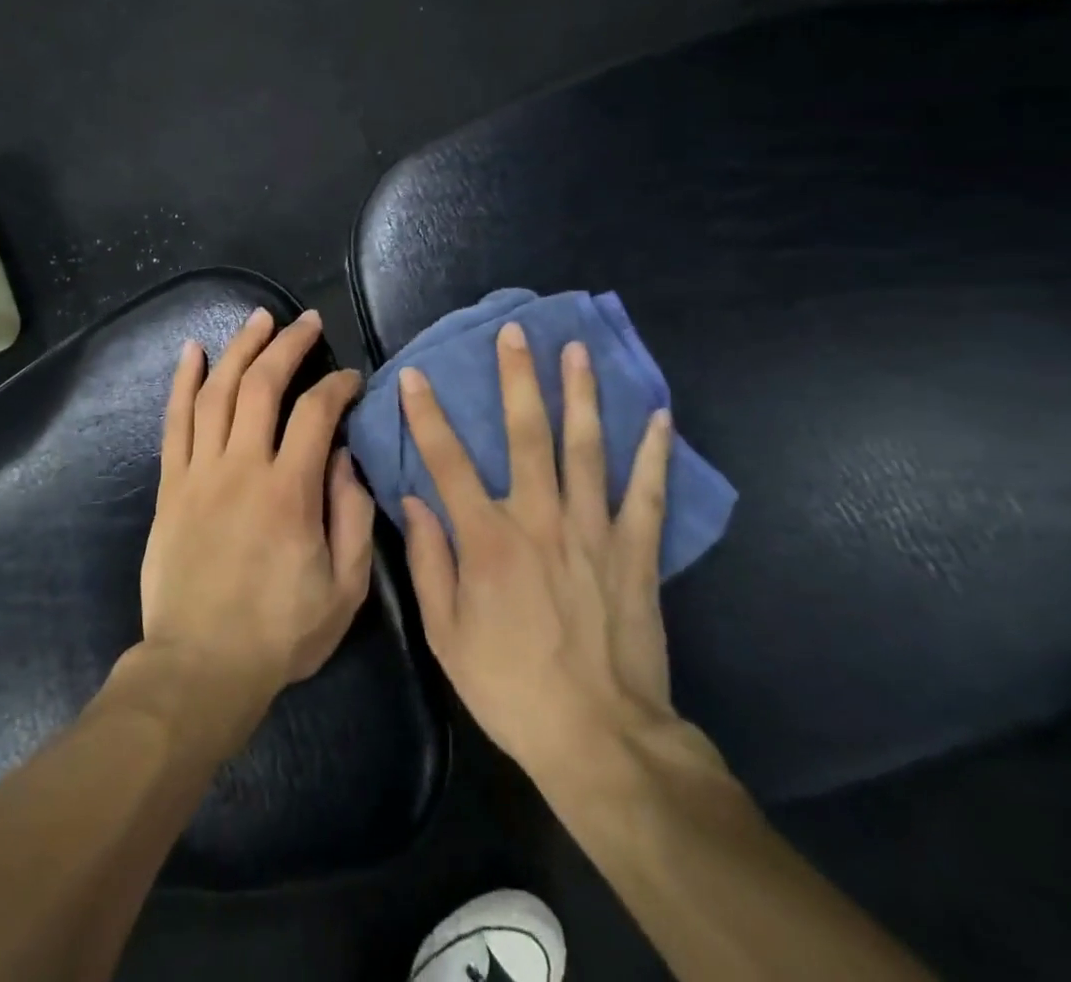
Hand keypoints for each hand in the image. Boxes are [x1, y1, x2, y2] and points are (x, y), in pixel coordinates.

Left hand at [140, 308, 375, 723]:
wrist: (200, 667)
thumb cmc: (280, 632)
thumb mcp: (344, 588)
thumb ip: (353, 516)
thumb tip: (346, 456)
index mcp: (289, 491)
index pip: (317, 413)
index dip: (337, 386)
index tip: (351, 379)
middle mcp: (242, 467)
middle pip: (262, 385)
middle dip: (288, 345)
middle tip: (306, 321)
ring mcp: (200, 472)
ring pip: (217, 391)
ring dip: (239, 348)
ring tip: (259, 318)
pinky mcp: (170, 485)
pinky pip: (175, 422)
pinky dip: (183, 382)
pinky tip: (191, 351)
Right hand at [398, 323, 723, 785]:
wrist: (599, 737)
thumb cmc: (510, 685)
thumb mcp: (446, 634)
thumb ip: (428, 562)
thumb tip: (412, 501)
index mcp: (487, 539)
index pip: (447, 461)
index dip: (426, 414)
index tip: (414, 374)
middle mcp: (539, 518)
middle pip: (526, 434)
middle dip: (517, 378)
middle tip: (515, 333)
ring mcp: (593, 530)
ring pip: (586, 448)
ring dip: (580, 394)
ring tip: (576, 350)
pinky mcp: (635, 551)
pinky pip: (648, 493)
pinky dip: (654, 453)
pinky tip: (658, 415)